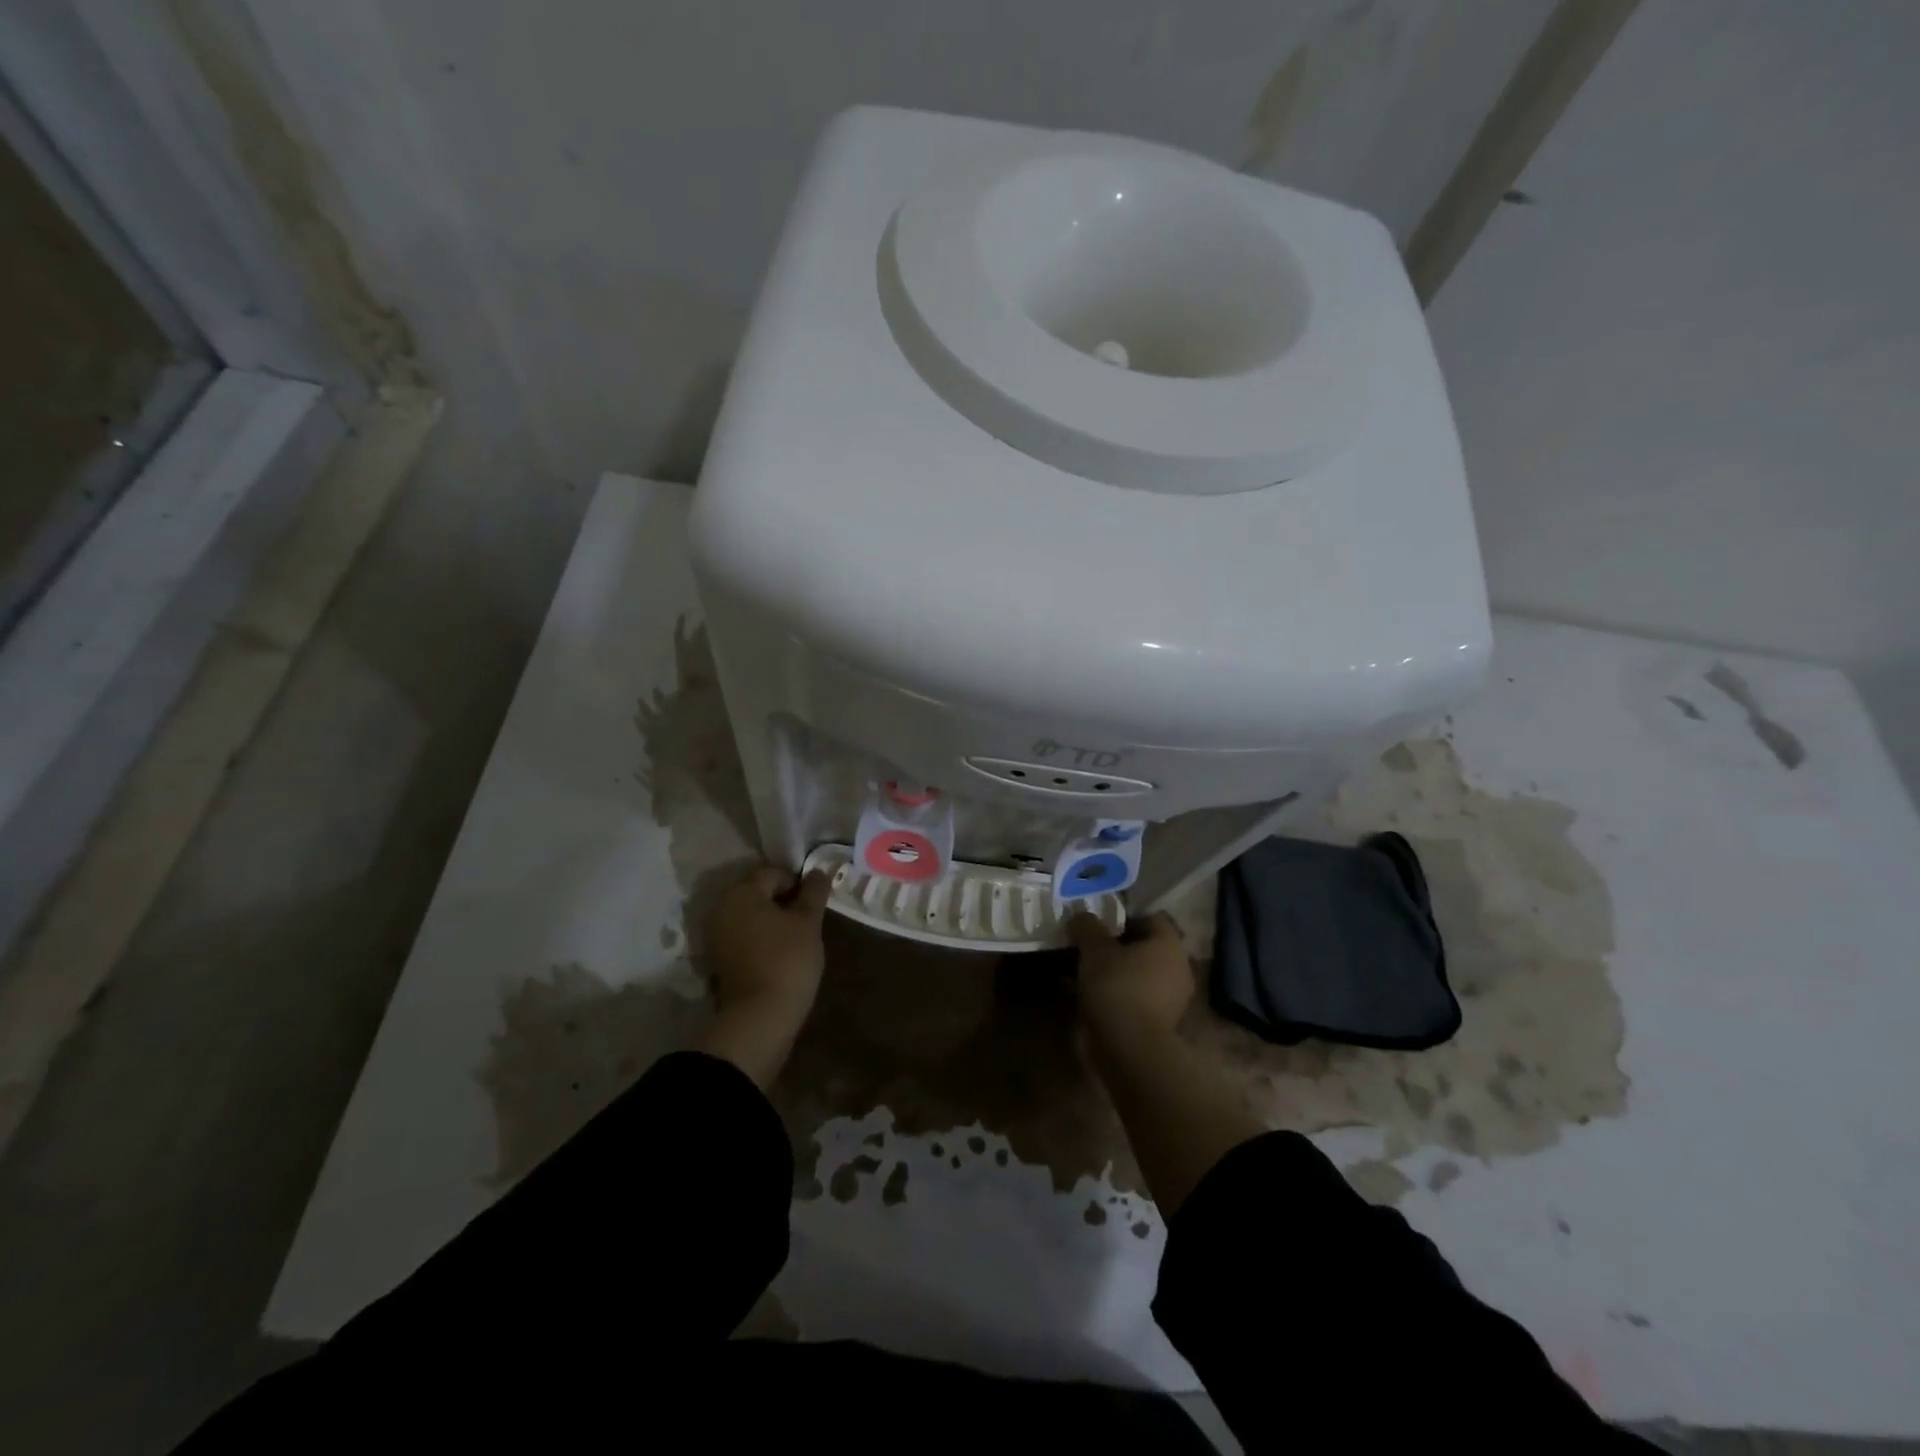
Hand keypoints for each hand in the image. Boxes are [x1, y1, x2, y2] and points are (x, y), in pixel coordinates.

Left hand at [705, 865, 831, 1022]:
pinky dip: (760, 939)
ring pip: (750, 916)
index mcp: (741, 892)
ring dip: (772, 921)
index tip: (815, 905)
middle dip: (783, 902)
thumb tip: (818, 872)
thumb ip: (814, 892)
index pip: (774, 873)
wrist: (759, 1018)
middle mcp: (721, 907)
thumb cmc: (787, 960)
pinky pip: (743, 937)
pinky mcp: (717, 959)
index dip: (798, 884)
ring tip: (796, 939)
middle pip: (758, 893)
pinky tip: (779, 954)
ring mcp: (715, 935)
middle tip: (808, 921)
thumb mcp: (808, 922)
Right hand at [1069, 912, 1193, 1047]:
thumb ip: (1087, 927)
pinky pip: (1136, 999)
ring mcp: (1172, 999)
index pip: (1150, 918)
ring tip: (1085, 975)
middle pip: (1145, 948)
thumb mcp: (1094, 949)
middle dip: (1118, 948)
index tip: (1098, 927)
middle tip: (1089, 949)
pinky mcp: (1161, 1024)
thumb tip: (1081, 916)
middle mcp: (1178, 968)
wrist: (1130, 1049)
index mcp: (1169, 944)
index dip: (1123, 919)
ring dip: (1116, 974)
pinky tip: (1091, 999)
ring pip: (1140, 975)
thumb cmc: (1117, 987)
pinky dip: (1117, 997)